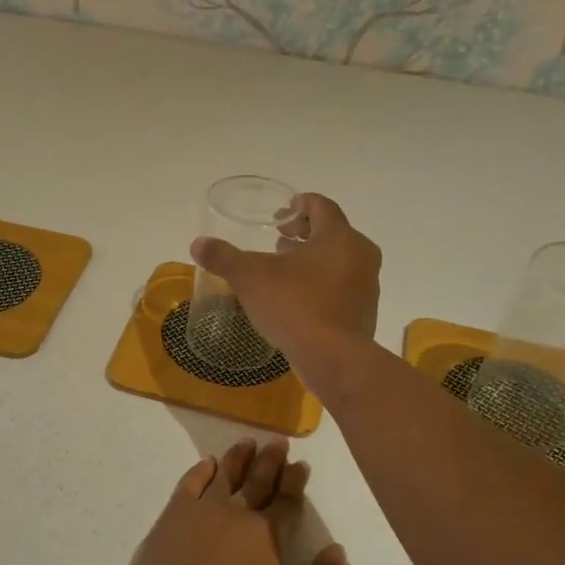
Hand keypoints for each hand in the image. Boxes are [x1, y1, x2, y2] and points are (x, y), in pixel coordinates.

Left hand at [102, 438, 347, 564]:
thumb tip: (336, 552)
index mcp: (267, 540)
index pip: (285, 502)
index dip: (294, 482)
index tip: (300, 464)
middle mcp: (233, 518)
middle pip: (255, 482)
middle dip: (270, 461)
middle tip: (277, 442)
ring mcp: (195, 517)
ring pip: (221, 477)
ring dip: (236, 460)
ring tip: (246, 443)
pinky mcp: (165, 525)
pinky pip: (187, 486)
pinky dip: (199, 472)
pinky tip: (206, 464)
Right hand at [190, 193, 380, 390]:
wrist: (333, 359)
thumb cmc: (295, 306)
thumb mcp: (250, 278)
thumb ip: (224, 257)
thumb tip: (197, 244)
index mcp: (338, 236)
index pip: (321, 206)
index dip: (300, 204)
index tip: (281, 212)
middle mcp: (360, 254)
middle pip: (332, 233)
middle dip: (304, 234)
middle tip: (278, 241)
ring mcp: (367, 285)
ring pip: (339, 260)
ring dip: (313, 260)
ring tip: (285, 270)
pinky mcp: (364, 312)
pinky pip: (342, 287)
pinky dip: (322, 284)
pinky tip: (298, 299)